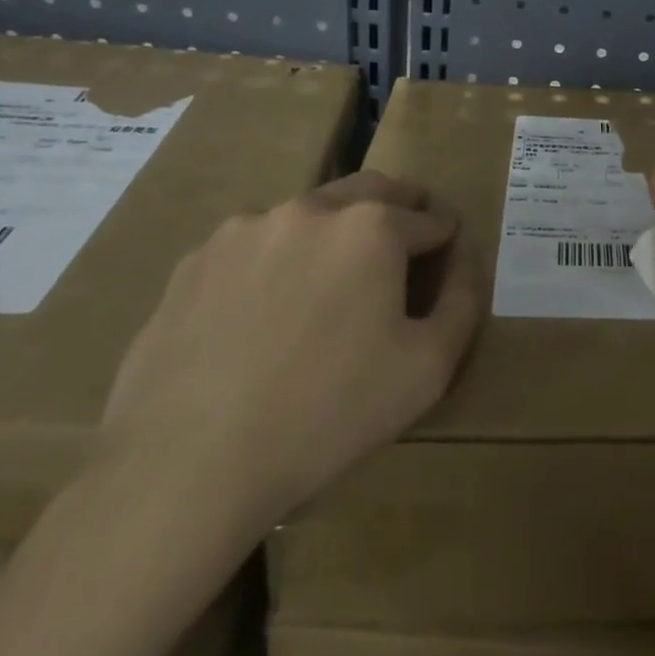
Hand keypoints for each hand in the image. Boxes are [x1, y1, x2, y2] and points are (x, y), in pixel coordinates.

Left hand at [98, 172, 482, 543]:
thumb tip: (466, 263)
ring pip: (308, 214)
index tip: (449, 245)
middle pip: (370, 191)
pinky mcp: (196, 260)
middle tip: (406, 234)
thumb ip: (461, 304)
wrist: (188, 464)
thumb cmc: (327, 414)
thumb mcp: (426, 369)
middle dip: (398, 206)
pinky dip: (277, 259)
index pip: (427, 217)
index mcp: (371, 227)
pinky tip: (266, 310)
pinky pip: (254, 246)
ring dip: (333, 231)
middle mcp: (310, 209)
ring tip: (331, 278)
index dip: (445, 232)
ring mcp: (245, 229)